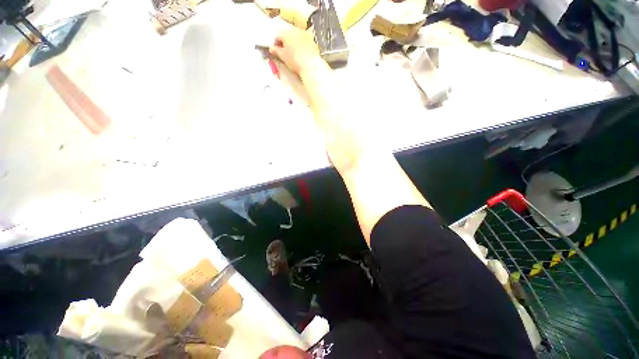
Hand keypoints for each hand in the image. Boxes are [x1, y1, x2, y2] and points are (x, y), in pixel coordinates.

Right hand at [269, 28, 321, 75]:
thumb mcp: (283, 57)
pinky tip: (301, 54)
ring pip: (296, 37)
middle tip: (284, 52)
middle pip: (287, 34)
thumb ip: (276, 51)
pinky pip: (304, 41)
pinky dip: (301, 46)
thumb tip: (272, 48)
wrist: (310, 66)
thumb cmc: (294, 61)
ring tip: (293, 53)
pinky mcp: (312, 40)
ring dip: (293, 43)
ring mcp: (304, 35)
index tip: (276, 51)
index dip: (275, 43)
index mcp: (285, 33)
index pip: (277, 36)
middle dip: (285, 42)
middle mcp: (295, 30)